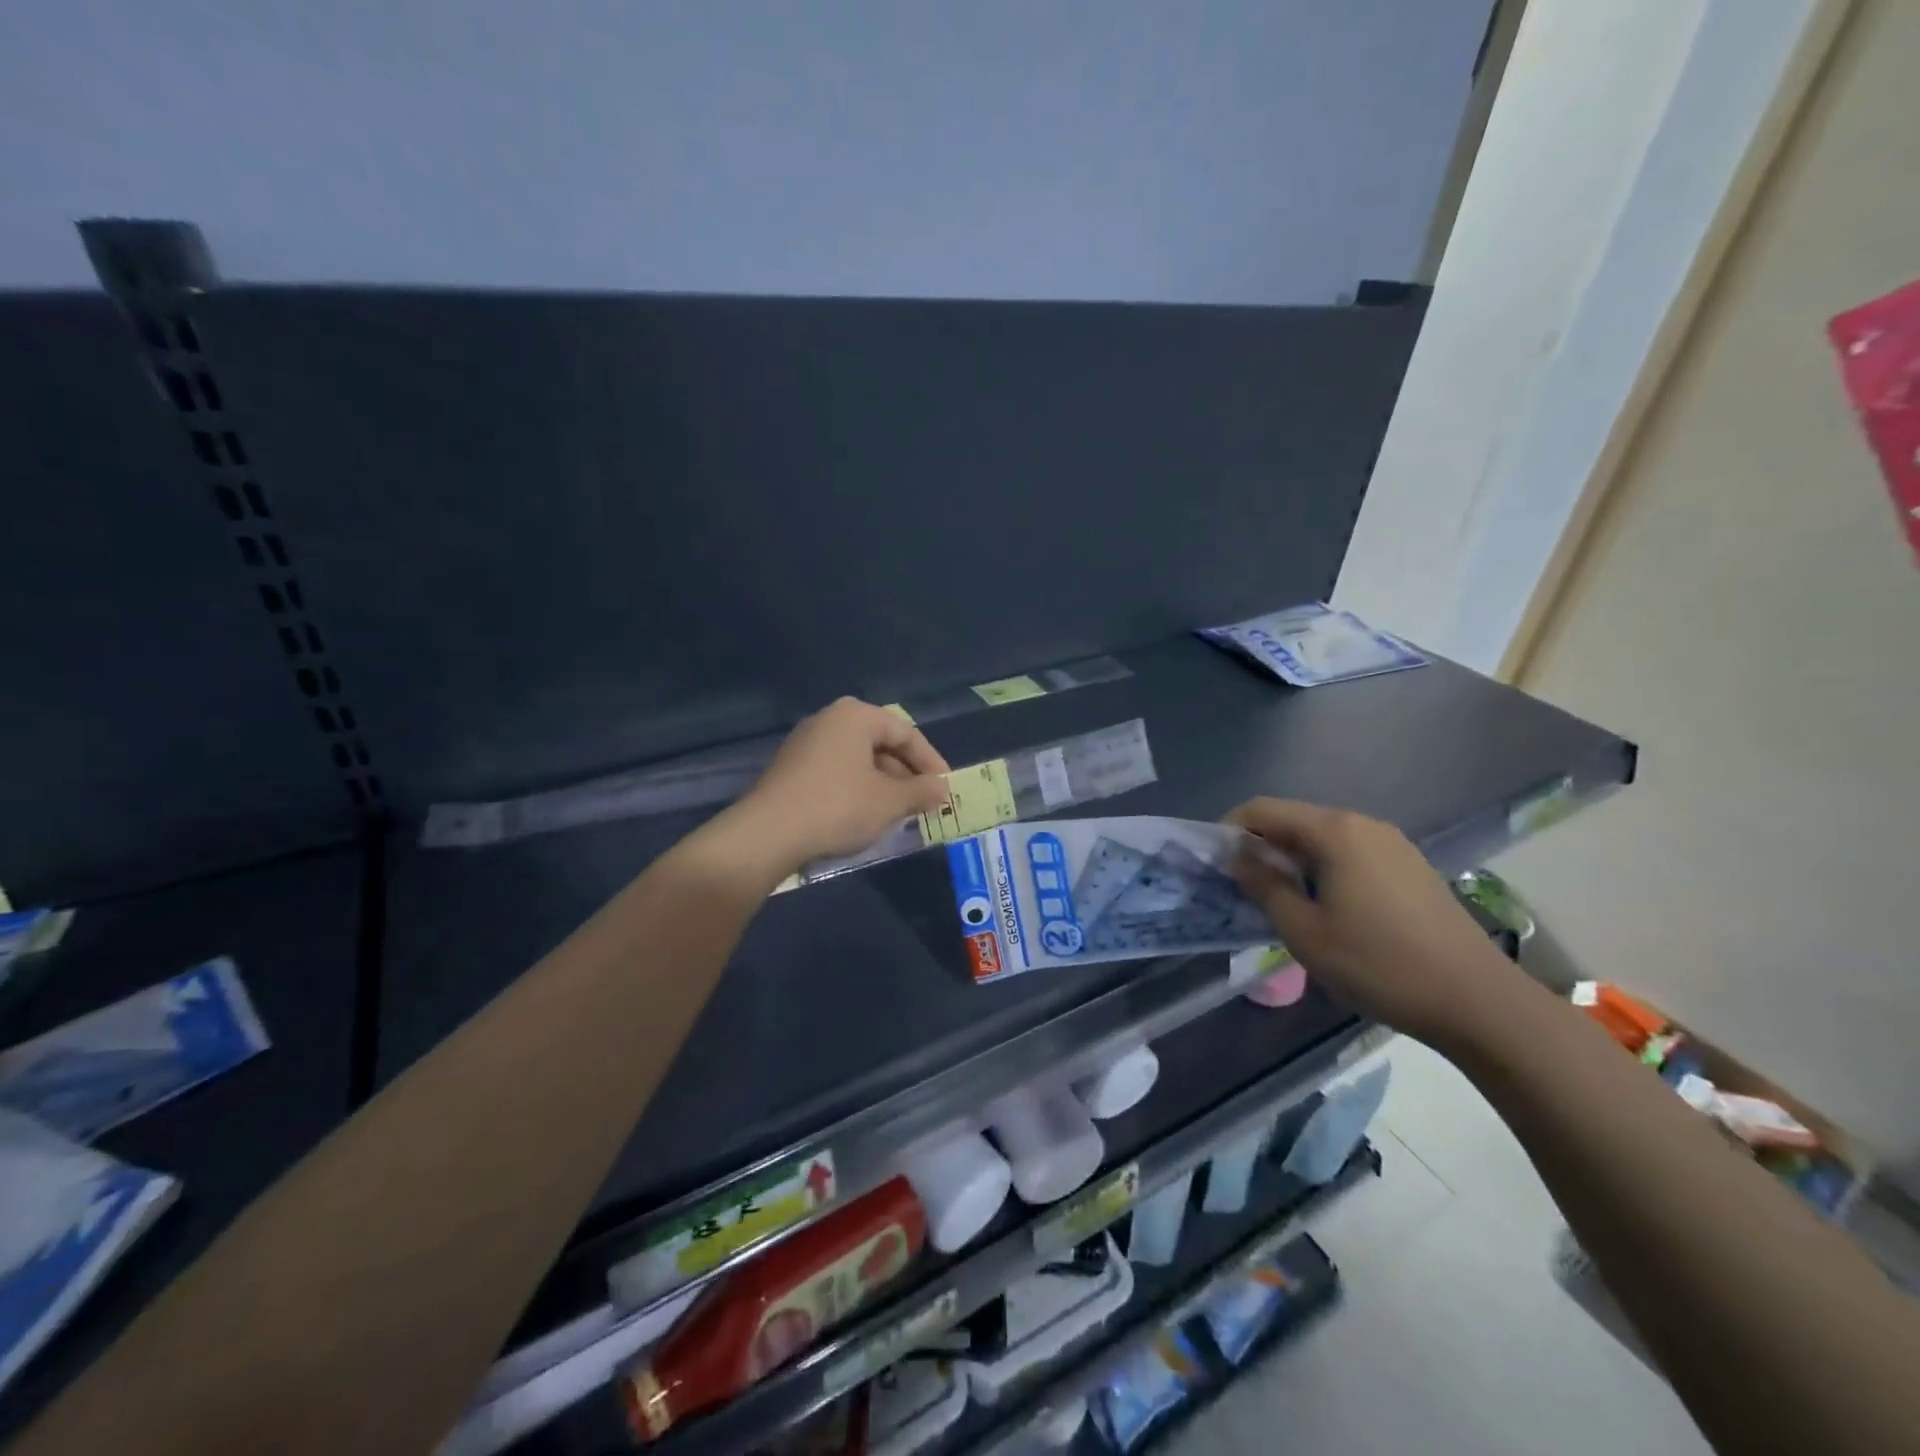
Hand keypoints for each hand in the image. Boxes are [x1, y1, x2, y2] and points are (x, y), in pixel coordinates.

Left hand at [729, 698, 951, 875]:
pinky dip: (858, 791)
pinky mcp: (791, 769)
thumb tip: (942, 788)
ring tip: (898, 814)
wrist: (767, 834)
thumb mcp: (889, 802)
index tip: (946, 789)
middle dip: (906, 775)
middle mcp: (829, 720)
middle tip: (924, 803)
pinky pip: (837, 773)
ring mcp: (806, 744)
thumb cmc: (838, 807)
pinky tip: (864, 817)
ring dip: (883, 785)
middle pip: (881, 744)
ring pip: (859, 761)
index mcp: (855, 716)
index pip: (907, 733)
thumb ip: (922, 791)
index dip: (931, 762)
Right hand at [1224, 798, 1519, 1046]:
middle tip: (1240, 885)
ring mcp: (1392, 844)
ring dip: (1291, 859)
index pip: (1263, 809)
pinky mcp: (1410, 866)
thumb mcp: (1304, 931)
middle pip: (1294, 820)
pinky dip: (1323, 868)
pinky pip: (1350, 852)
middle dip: (1260, 845)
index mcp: (1334, 831)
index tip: (1213, 862)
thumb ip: (1264, 886)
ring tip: (1278, 899)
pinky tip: (1325, 906)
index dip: (1229, 828)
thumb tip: (1236, 856)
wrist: (1477, 1001)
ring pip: (1323, 837)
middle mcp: (1363, 824)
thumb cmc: (1379, 965)